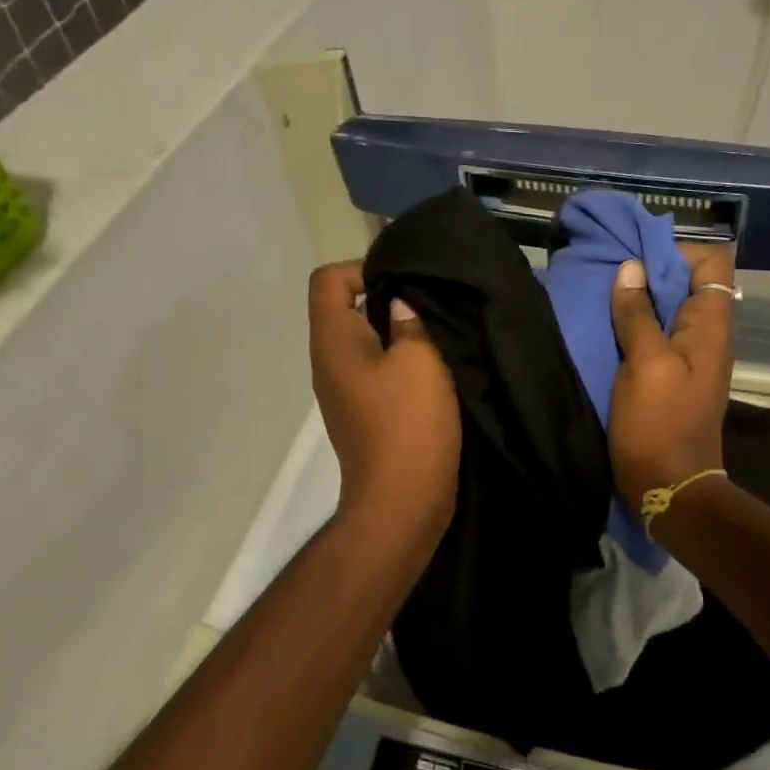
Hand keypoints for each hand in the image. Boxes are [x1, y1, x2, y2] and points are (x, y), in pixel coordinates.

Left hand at [308, 262, 460, 555]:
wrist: (401, 502)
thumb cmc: (408, 424)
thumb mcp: (420, 361)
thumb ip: (411, 321)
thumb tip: (402, 304)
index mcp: (334, 340)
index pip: (329, 279)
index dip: (365, 267)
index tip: (407, 281)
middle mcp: (330, 360)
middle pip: (348, 306)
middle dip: (390, 298)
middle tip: (433, 304)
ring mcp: (345, 389)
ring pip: (368, 340)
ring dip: (400, 332)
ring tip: (439, 334)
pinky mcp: (365, 412)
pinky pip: (379, 369)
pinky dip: (403, 362)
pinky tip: (436, 369)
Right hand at [606, 245, 735, 509]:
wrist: (669, 489)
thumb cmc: (659, 426)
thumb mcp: (645, 365)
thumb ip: (638, 316)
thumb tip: (631, 269)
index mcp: (710, 326)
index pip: (714, 262)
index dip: (679, 251)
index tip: (638, 258)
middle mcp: (706, 335)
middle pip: (688, 282)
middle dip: (651, 271)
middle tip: (611, 274)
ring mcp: (689, 357)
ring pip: (669, 308)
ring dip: (640, 299)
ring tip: (604, 296)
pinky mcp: (670, 376)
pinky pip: (656, 335)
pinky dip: (635, 325)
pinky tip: (607, 327)